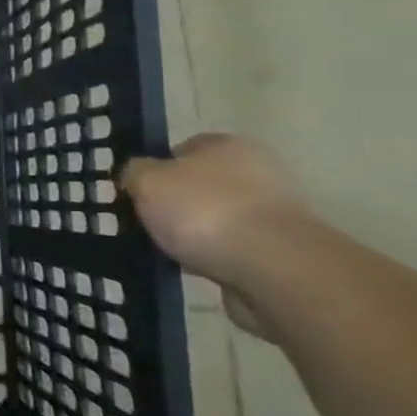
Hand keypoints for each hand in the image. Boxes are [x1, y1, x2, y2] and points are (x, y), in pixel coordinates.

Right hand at [121, 134, 312, 292]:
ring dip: (196, 235)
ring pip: (217, 220)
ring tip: (170, 252)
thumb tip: (136, 176)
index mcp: (228, 145)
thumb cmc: (205, 211)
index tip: (138, 192)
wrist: (274, 269)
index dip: (157, 169)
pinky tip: (196, 270)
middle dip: (177, 205)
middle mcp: (259, 172)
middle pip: (201, 185)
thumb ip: (134, 172)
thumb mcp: (148, 181)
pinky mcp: (282, 253)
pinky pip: (233, 251)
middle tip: (149, 223)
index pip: (184, 149)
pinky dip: (215, 260)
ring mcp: (274, 214)